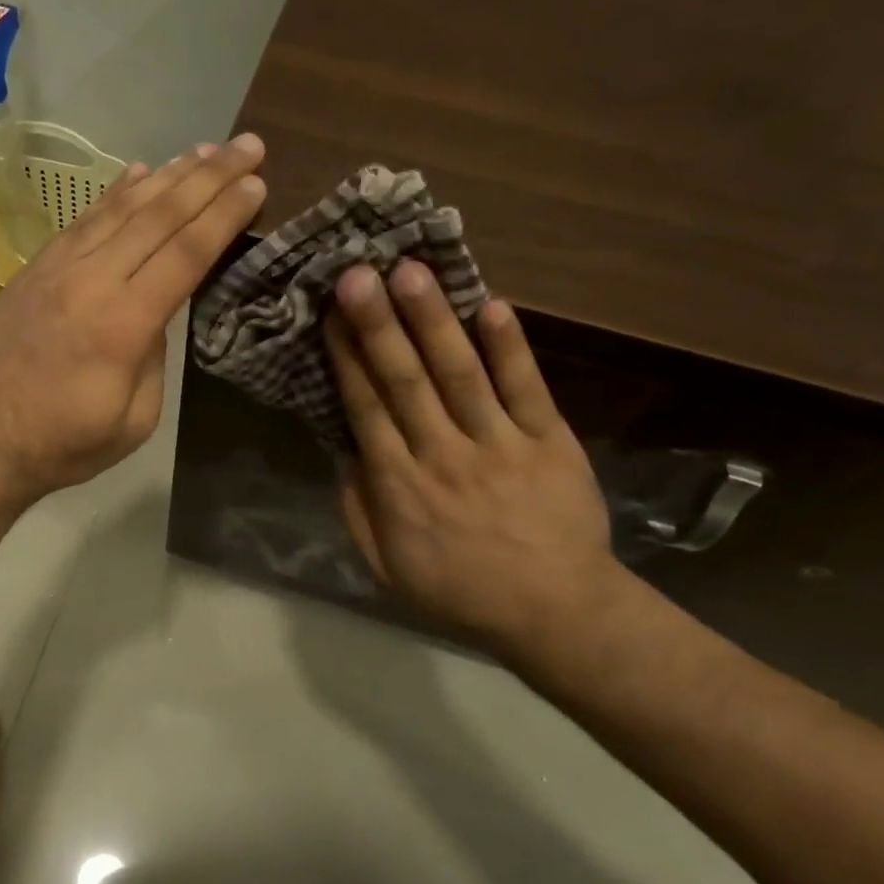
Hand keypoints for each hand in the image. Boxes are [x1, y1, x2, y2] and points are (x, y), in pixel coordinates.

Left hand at [0, 134, 267, 503]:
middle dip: (209, 177)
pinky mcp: (34, 269)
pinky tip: (139, 173)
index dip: (224, 215)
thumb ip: (154, 357)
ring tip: (204, 150)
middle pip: (159, 215)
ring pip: (121, 208)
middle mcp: (91, 280)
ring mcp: (57, 268)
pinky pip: (84, 220)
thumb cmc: (63, 443)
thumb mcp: (133, 419)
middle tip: (247, 145)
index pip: (186, 253)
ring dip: (167, 175)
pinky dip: (115, 193)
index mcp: (123, 323)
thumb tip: (157, 313)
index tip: (256, 184)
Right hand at [326, 260, 620, 661]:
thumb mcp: (385, 566)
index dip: (346, 358)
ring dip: (433, 320)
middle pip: (405, 381)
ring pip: (460, 373)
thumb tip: (342, 450)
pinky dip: (510, 347)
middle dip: (378, 324)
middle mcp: (443, 454)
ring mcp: (499, 444)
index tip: (329, 313)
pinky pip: (526, 388)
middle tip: (357, 273)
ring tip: (410, 271)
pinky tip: (492, 304)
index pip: (366, 409)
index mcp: (400, 486)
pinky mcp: (548, 441)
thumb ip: (359, 507)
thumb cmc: (458, 591)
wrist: (554, 612)